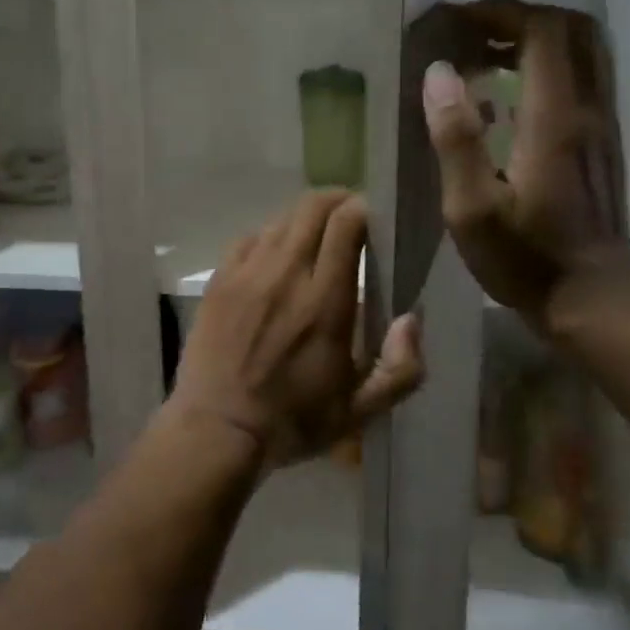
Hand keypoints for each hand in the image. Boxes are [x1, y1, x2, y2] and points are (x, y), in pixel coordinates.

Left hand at [171, 191, 423, 467]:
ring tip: (316, 237)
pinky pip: (249, 237)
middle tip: (351, 217)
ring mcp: (247, 273)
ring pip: (281, 218)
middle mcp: (286, 274)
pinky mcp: (220, 279)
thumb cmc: (293, 421)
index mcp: (326, 301)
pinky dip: (270, 236)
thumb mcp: (360, 410)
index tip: (376, 218)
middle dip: (338, 201)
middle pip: (313, 207)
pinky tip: (276, 256)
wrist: (217, 429)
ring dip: (305, 218)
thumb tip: (412, 319)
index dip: (364, 208)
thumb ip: (401, 368)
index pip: (346, 223)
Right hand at [417, 1, 629, 328]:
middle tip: (471, 32)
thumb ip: (455, 138)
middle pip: (572, 29)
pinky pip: (582, 77)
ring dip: (534, 38)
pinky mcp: (603, 142)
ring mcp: (603, 125)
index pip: (543, 31)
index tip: (456, 20)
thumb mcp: (471, 208)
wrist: (594, 302)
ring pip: (583, 51)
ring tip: (483, 56)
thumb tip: (439, 72)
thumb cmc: (525, 259)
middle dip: (519, 17)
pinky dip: (546, 65)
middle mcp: (588, 110)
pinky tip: (507, 95)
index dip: (500, 12)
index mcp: (555, 119)